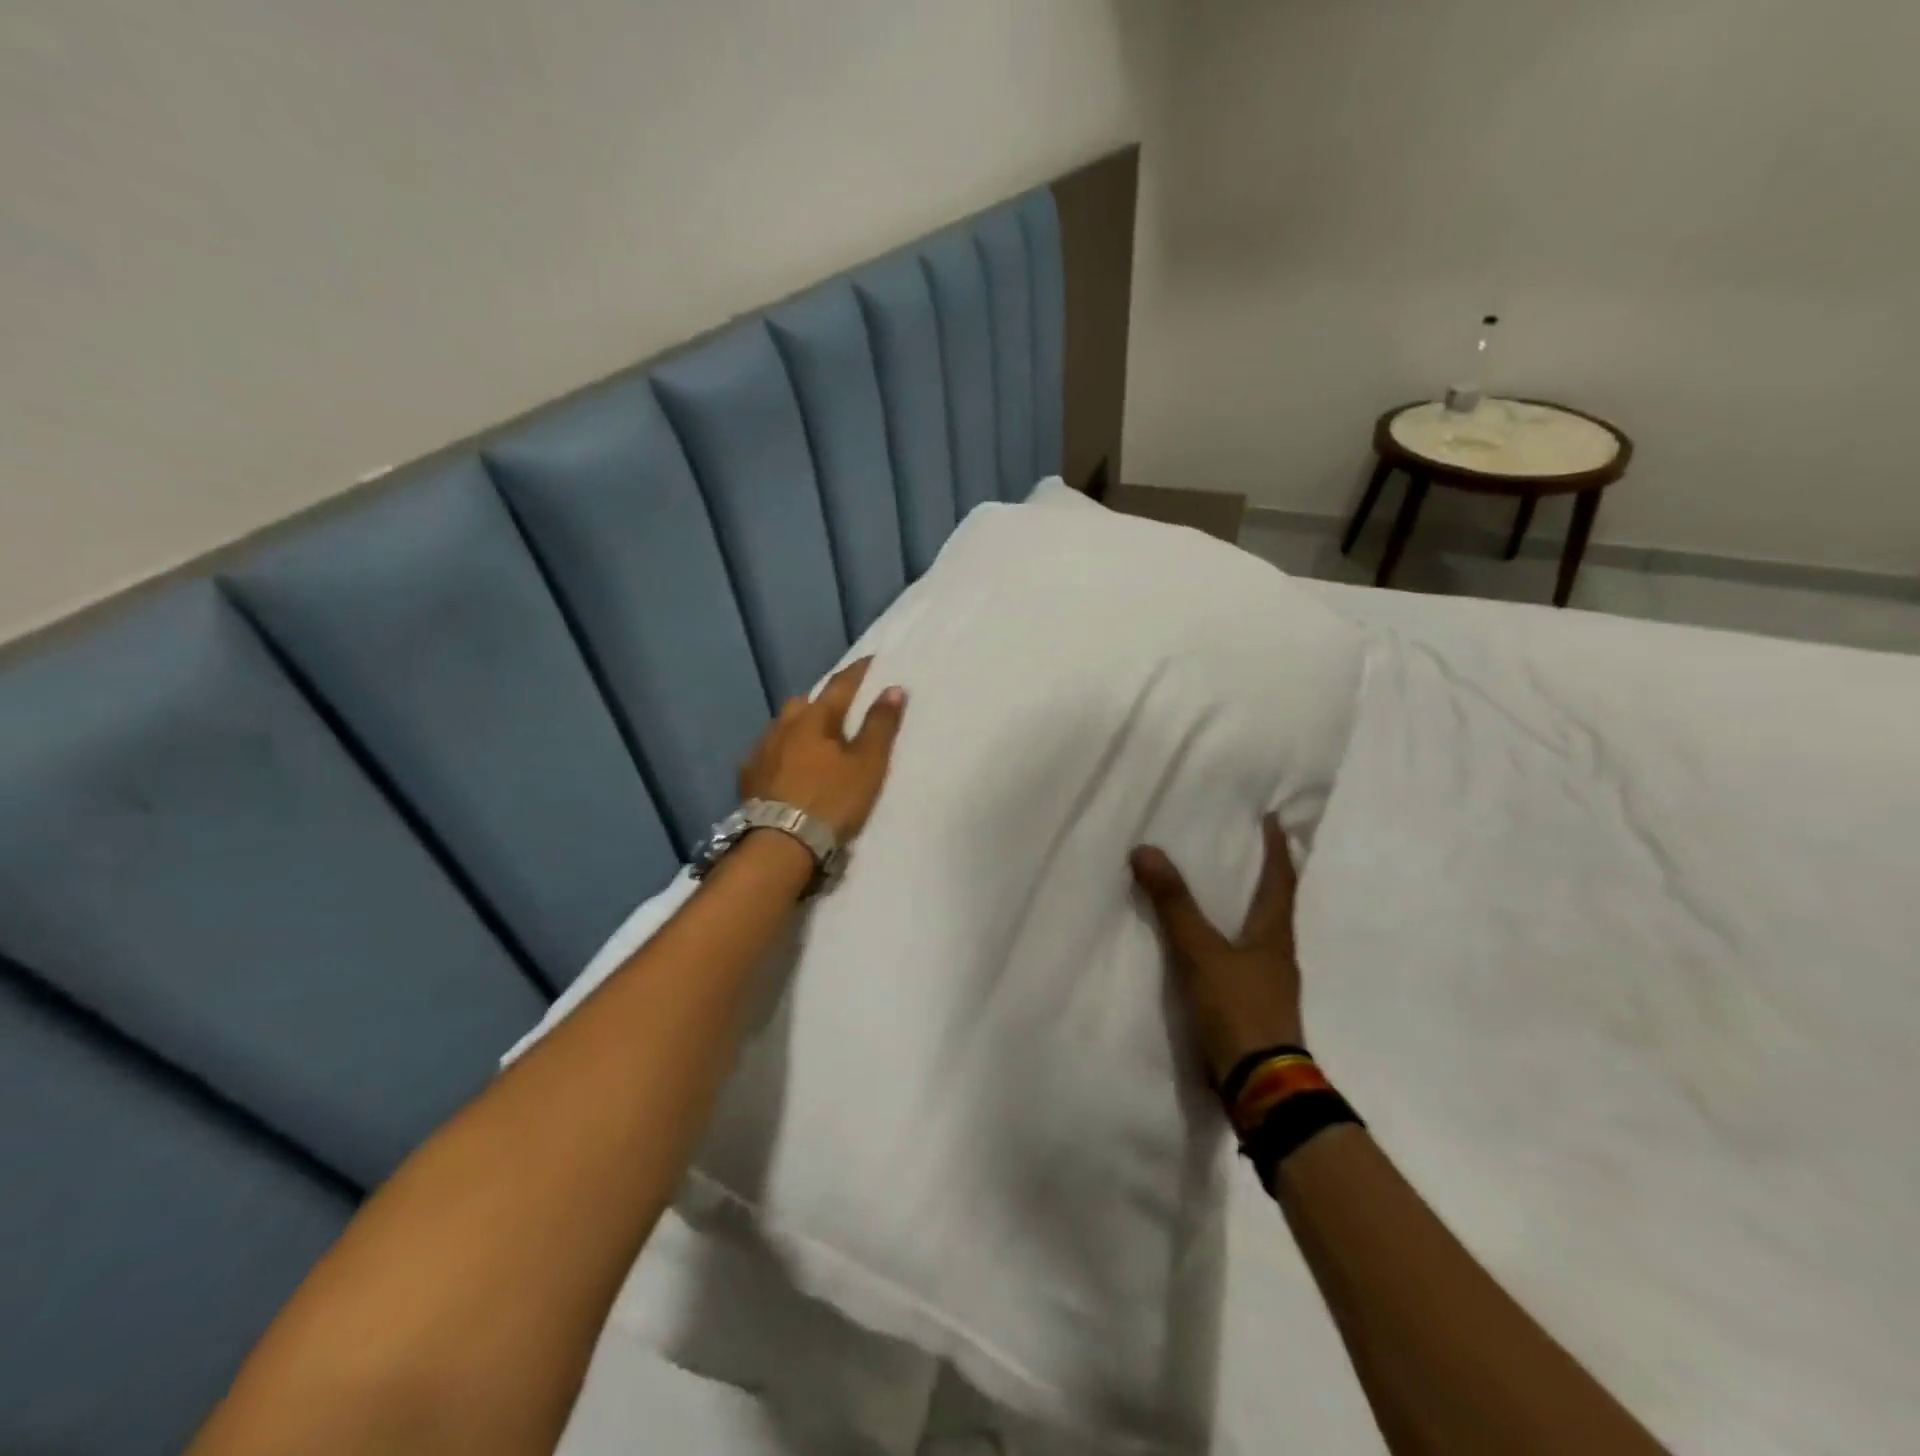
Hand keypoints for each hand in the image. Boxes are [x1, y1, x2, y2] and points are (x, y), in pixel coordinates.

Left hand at [739, 658, 906, 841]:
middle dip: (823, 700)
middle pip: (805, 702)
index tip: (872, 660)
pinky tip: (786, 766)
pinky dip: (781, 752)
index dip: (858, 672)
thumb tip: (893, 688)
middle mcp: (783, 726)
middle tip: (840, 709)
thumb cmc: (831, 801)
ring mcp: (760, 751)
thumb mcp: (867, 766)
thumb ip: (880, 726)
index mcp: (815, 718)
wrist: (780, 845)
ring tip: (813, 740)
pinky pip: (767, 753)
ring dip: (799, 726)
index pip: (840, 685)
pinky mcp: (747, 777)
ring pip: (782, 726)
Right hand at [1131, 814, 1303, 1084]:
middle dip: (1261, 875)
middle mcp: (1277, 955)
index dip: (1276, 848)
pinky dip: (1226, 940)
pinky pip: (1239, 960)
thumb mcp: (1200, 952)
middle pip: (1274, 904)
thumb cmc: (1237, 1010)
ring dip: (1243, 909)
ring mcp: (1267, 984)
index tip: (1274, 820)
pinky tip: (1205, 945)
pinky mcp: (1252, 1007)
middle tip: (1242, 848)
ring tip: (1219, 890)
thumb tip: (1146, 850)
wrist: (1260, 1086)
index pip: (1280, 880)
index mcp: (1274, 935)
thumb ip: (1173, 904)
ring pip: (1256, 933)